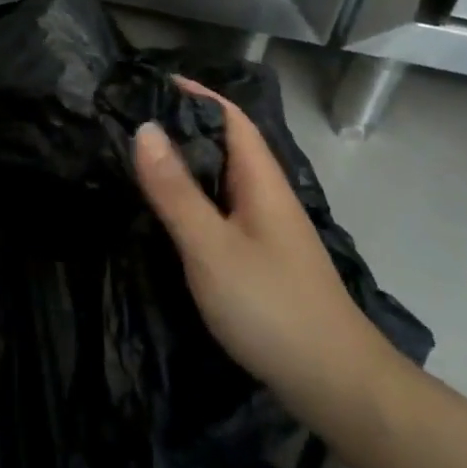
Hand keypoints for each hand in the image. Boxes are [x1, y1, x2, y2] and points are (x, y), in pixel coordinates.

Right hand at [133, 80, 397, 435]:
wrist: (335, 384)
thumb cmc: (271, 306)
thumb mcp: (211, 247)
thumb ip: (176, 190)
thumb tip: (145, 128)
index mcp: (261, 181)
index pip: (230, 117)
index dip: (195, 95)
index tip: (151, 84)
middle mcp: (267, 195)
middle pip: (226, 144)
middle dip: (184, 125)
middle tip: (130, 119)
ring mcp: (267, 228)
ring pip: (223, 178)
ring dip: (187, 161)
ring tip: (139, 157)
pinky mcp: (262, 257)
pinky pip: (222, 208)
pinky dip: (194, 196)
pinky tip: (170, 211)